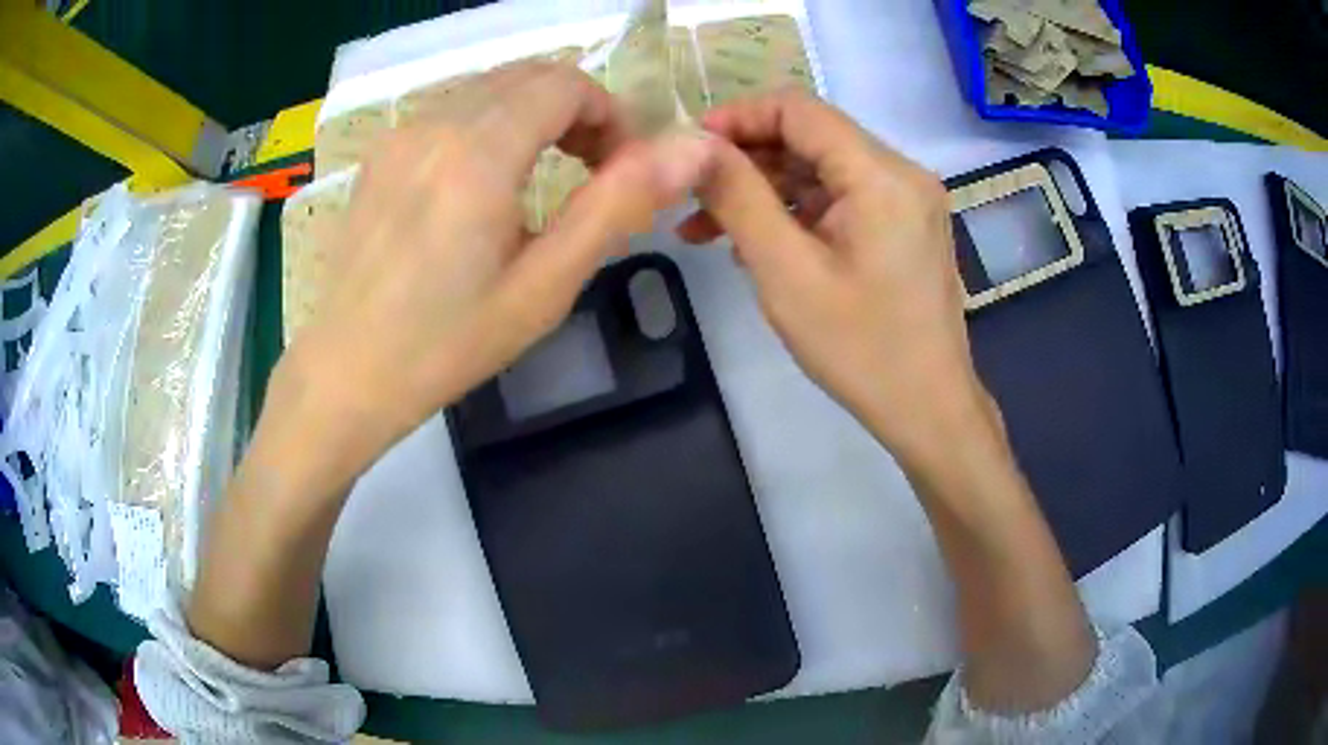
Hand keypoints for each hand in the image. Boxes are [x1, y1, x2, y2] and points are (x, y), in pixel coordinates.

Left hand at [280, 61, 715, 472]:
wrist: (346, 372)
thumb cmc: (447, 343)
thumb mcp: (545, 285)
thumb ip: (619, 205)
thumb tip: (692, 148)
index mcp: (478, 152)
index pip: (565, 83)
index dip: (608, 114)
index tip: (620, 166)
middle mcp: (435, 123)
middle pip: (528, 76)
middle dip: (575, 110)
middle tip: (591, 171)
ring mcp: (400, 134)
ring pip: (489, 88)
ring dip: (533, 114)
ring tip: (543, 177)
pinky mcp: (381, 152)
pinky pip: (452, 110)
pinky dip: (489, 124)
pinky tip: (486, 182)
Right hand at [680, 89, 988, 463]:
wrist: (928, 409)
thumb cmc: (861, 349)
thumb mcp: (786, 272)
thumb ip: (739, 197)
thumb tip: (695, 146)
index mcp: (883, 175)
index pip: (799, 109)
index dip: (738, 117)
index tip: (690, 149)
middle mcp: (902, 173)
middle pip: (810, 138)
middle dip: (745, 161)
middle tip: (689, 198)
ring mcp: (906, 200)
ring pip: (820, 171)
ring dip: (764, 192)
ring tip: (705, 230)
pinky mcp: (903, 225)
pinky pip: (840, 200)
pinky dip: (795, 214)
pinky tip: (754, 244)